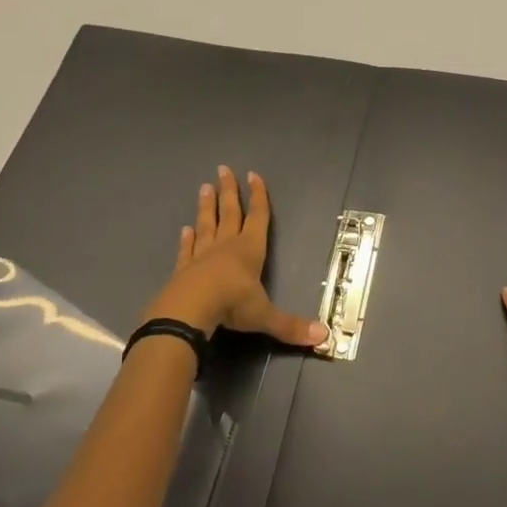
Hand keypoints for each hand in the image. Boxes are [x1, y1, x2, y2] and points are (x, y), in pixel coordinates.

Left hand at [143, 167, 327, 347]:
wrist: (190, 310)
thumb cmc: (232, 305)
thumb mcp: (265, 316)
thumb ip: (290, 325)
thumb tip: (324, 337)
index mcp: (250, 250)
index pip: (257, 217)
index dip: (258, 196)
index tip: (254, 175)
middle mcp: (226, 246)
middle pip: (229, 212)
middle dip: (229, 191)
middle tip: (223, 169)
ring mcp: (202, 255)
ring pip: (206, 224)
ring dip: (206, 207)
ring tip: (204, 187)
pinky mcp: (183, 269)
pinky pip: (187, 249)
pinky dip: (187, 239)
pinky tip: (185, 229)